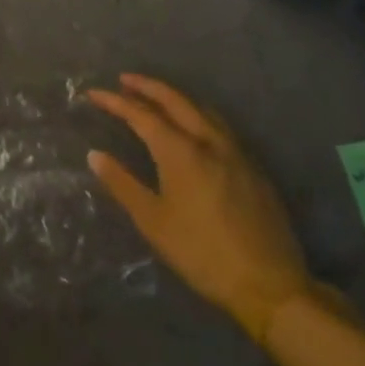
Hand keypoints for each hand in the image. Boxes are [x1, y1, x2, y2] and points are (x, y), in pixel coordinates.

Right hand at [86, 74, 313, 343]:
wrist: (270, 286)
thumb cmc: (202, 253)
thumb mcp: (153, 222)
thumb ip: (122, 184)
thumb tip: (94, 155)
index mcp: (181, 151)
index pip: (141, 114)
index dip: (115, 101)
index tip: (93, 93)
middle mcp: (209, 141)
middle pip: (175, 100)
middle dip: (147, 86)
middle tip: (124, 80)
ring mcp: (236, 152)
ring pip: (202, 109)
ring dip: (175, 97)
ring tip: (157, 98)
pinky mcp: (253, 168)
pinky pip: (220, 126)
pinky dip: (198, 114)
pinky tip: (194, 127)